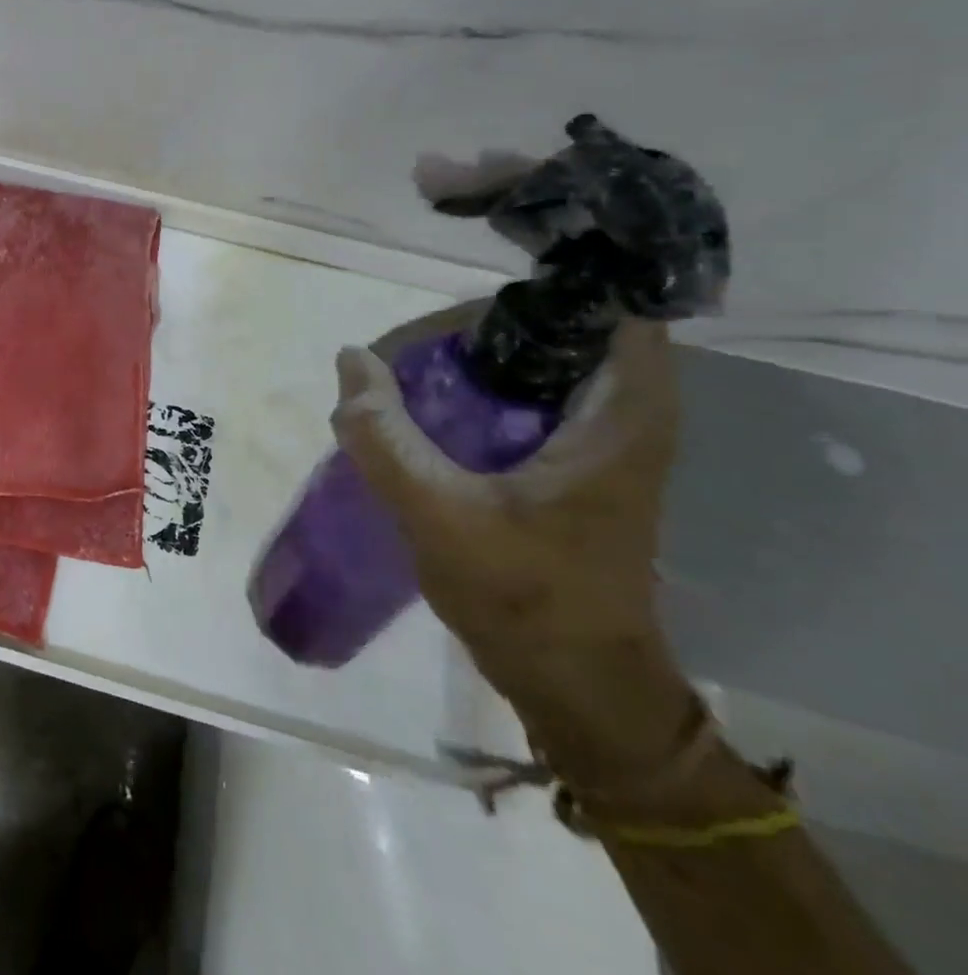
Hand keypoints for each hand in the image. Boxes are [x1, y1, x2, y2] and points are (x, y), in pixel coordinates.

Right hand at [332, 304, 694, 782]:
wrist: (574, 683)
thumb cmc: (526, 598)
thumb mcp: (440, 514)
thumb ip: (386, 437)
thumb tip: (352, 360)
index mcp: (620, 414)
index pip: (607, 305)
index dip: (538, 291)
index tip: (460, 310)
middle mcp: (622, 412)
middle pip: (553, 328)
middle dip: (476, 329)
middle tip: (407, 350)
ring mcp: (596, 437)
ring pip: (532, 362)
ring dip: (469, 361)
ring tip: (403, 377)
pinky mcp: (569, 462)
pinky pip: (518, 397)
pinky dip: (472, 392)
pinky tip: (421, 413)